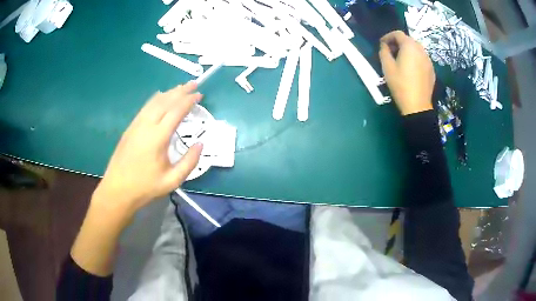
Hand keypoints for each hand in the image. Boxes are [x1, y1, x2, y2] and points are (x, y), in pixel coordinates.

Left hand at [94, 82, 203, 211]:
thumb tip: (200, 144)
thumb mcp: (172, 180)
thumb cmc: (145, 187)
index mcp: (158, 137)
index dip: (188, 101)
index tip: (199, 95)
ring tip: (181, 87)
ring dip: (169, 92)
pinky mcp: (130, 127)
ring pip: (154, 102)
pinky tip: (160, 97)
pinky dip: (156, 99)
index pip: (176, 111)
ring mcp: (136, 124)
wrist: (117, 189)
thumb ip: (189, 162)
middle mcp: (146, 125)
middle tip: (194, 84)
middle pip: (165, 101)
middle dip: (181, 90)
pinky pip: (146, 107)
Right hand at [379, 30, 434, 114]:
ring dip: (407, 50)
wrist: (417, 105)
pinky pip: (422, 58)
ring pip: (416, 49)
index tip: (382, 44)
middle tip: (390, 52)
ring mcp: (428, 60)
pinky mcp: (431, 69)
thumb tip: (384, 46)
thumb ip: (384, 51)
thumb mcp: (387, 67)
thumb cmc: (400, 84)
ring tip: (400, 60)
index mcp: (409, 46)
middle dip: (398, 43)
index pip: (398, 34)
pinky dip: (414, 59)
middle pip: (408, 40)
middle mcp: (421, 49)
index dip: (388, 36)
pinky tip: (410, 69)